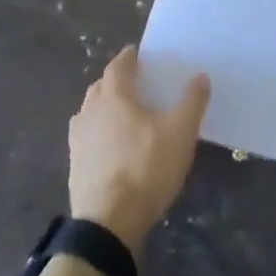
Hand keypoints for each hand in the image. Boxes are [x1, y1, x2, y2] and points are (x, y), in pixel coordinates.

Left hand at [68, 46, 210, 253]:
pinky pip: (87, 137)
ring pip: (90, 112)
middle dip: (115, 81)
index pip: (117, 67)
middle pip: (100, 88)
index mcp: (113, 97)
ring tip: (124, 115)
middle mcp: (89, 112)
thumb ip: (192, 101)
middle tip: (135, 84)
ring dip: (104, 107)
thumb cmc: (146, 168)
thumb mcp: (180, 133)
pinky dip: (99, 133)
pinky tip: (112, 146)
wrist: (108, 222)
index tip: (137, 53)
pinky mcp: (75, 166)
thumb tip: (200, 76)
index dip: (128, 58)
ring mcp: (78, 140)